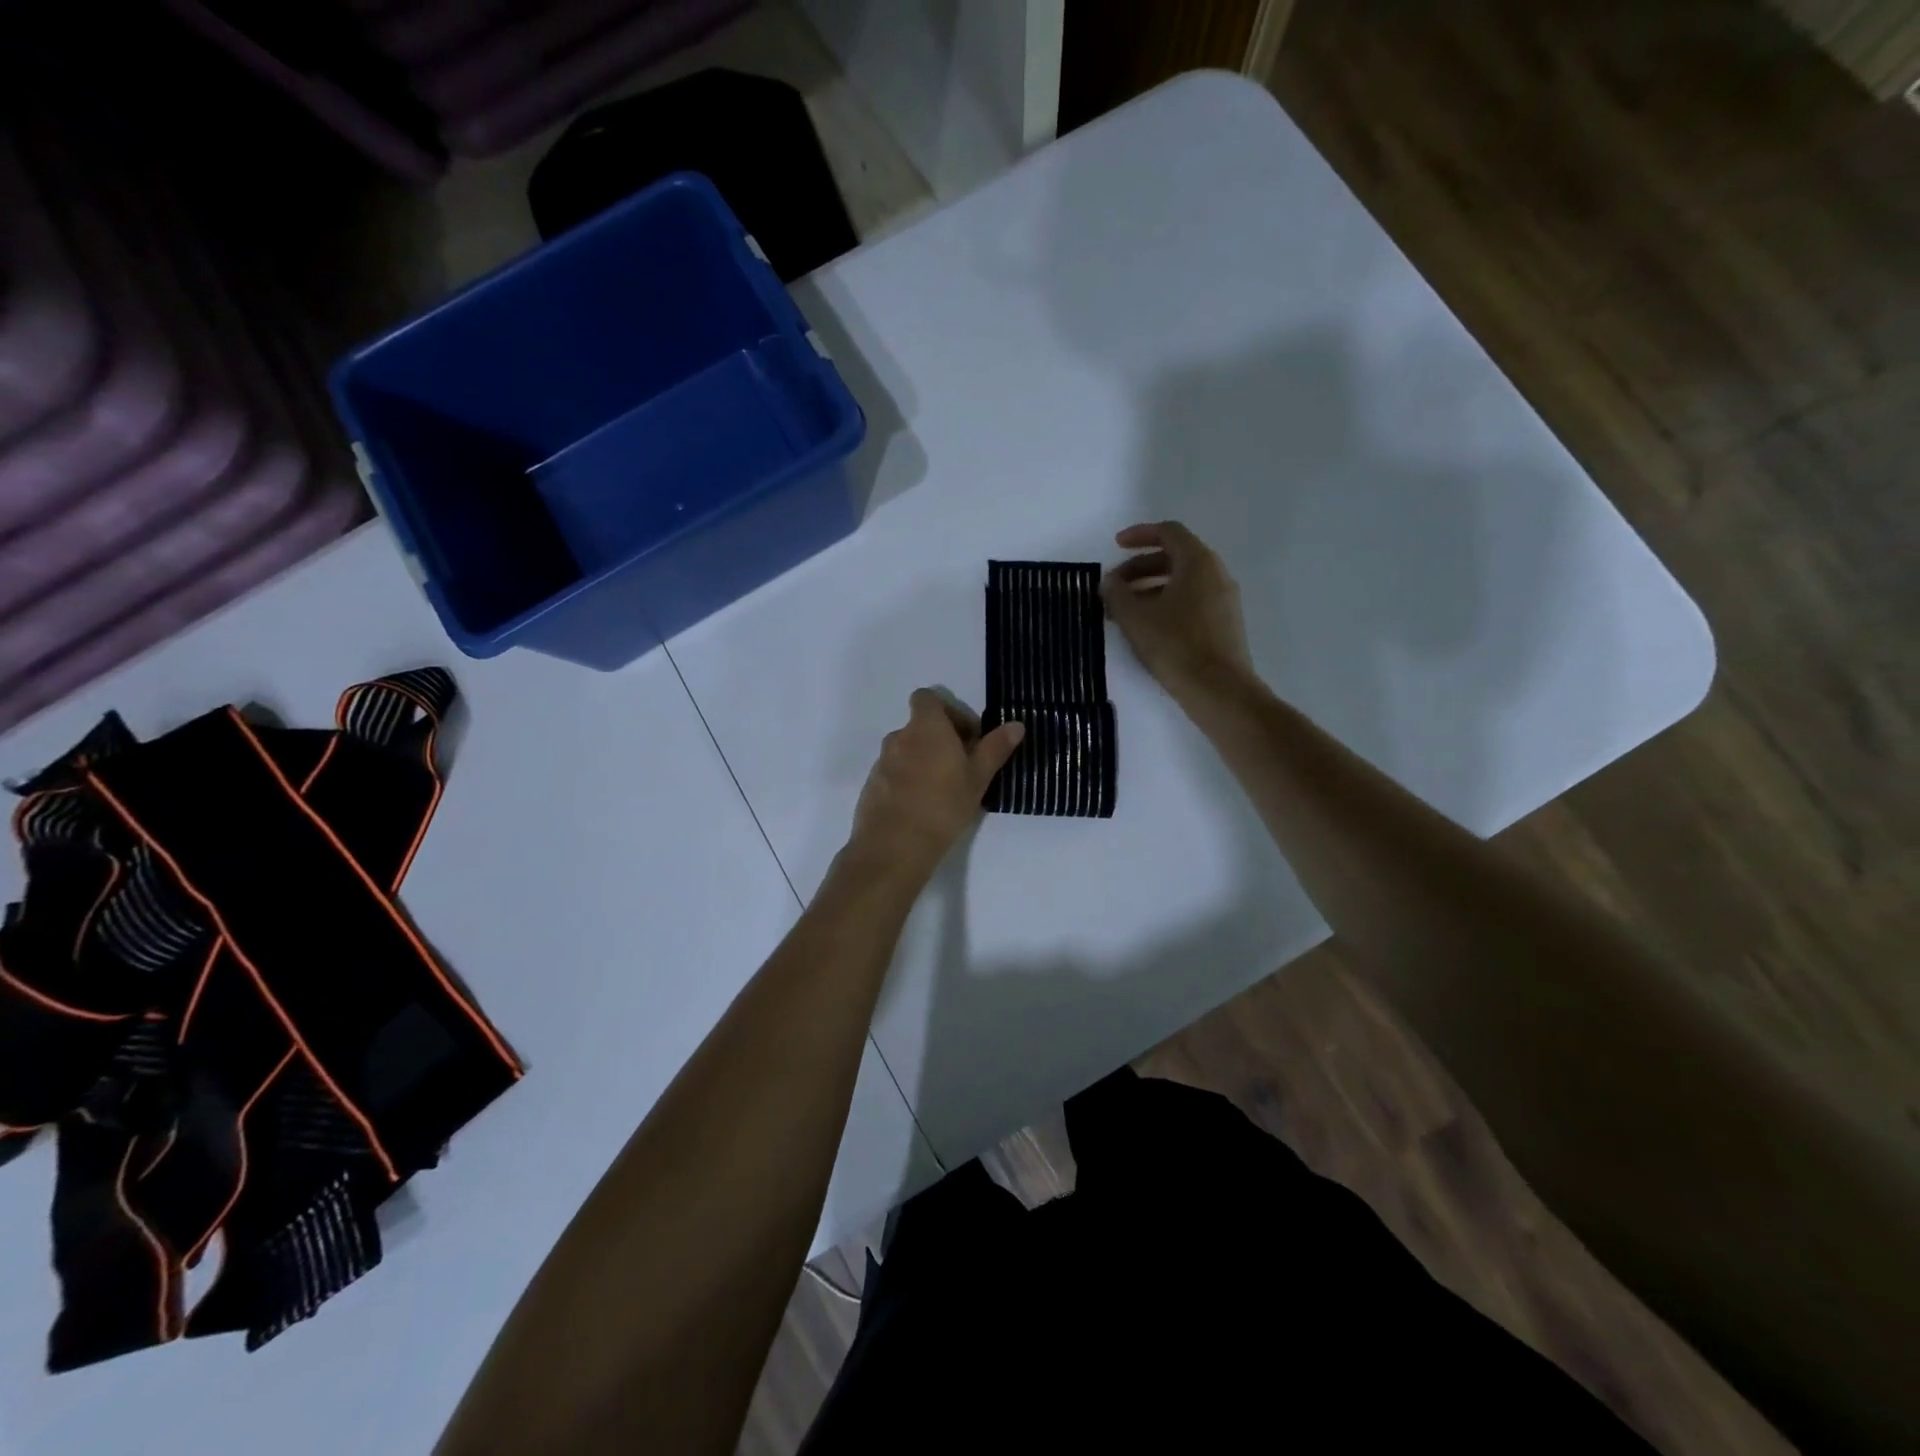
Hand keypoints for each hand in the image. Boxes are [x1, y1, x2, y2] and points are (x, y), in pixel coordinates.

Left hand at [844, 690, 1025, 888]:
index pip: (928, 698)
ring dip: (925, 761)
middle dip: (942, 740)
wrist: (893, 847)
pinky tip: (923, 808)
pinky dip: (909, 780)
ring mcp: (882, 762)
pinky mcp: (872, 786)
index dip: (949, 711)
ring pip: (908, 751)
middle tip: (963, 768)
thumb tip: (1016, 725)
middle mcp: (899, 738)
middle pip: (921, 726)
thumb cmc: (943, 806)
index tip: (967, 737)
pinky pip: (895, 773)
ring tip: (945, 792)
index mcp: (925, 728)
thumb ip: (995, 748)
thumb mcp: (977, 778)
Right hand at [1101, 522, 1256, 705]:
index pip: (1169, 532)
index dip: (1140, 534)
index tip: (1115, 546)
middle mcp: (1216, 573)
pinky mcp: (1224, 624)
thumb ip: (1117, 593)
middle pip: (1175, 557)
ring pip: (1183, 581)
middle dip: (1140, 567)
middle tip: (1114, 586)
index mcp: (1198, 562)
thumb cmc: (1175, 645)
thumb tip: (1110, 581)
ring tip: (1124, 611)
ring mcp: (1224, 599)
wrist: (1219, 689)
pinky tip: (1147, 628)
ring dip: (1150, 588)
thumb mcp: (1135, 617)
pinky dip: (1166, 603)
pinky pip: (1192, 601)